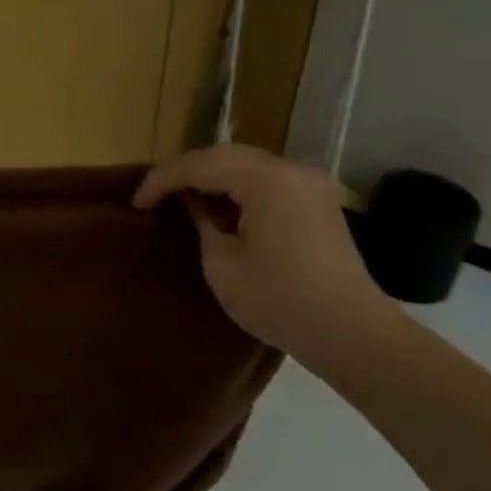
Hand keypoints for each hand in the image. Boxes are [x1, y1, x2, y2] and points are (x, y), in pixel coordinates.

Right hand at [134, 145, 382, 360]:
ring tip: (184, 199)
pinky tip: (224, 208)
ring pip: (248, 165)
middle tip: (157, 195)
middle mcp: (291, 169)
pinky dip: (240, 188)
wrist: (353, 334)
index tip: (137, 202)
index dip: (163, 180)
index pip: (200, 165)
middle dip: (187, 172)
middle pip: (226, 156)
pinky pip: (269, 181)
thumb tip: (196, 205)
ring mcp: (311, 184)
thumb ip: (203, 223)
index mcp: (266, 179)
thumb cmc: (281, 301)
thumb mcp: (223, 265)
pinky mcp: (319, 203)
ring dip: (214, 178)